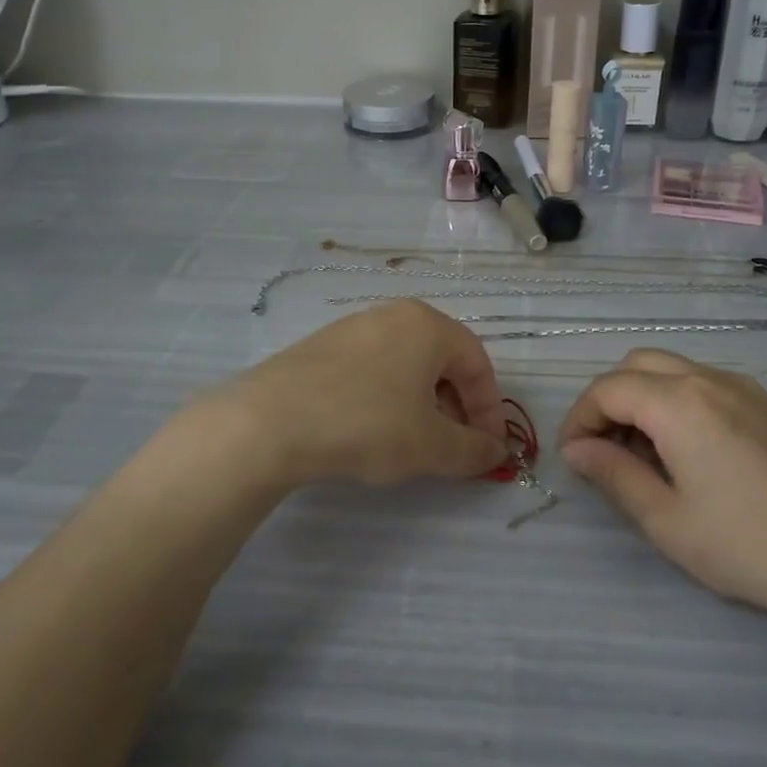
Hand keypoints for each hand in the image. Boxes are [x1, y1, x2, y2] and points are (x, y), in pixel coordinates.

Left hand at [210, 300, 509, 487]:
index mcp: (428, 325)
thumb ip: (473, 450)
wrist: (270, 422)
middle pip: (443, 362)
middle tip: (453, 448)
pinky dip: (387, 399)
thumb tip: (496, 451)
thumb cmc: (367, 424)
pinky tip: (372, 432)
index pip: (478, 364)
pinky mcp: (322, 347)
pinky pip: (373, 370)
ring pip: (406, 366)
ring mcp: (354, 327)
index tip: (489, 449)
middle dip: (456, 408)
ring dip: (423, 406)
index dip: (491, 410)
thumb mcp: (431, 446)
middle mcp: (394, 315)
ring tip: (414, 444)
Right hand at [558, 350, 766, 632]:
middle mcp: (709, 379)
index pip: (607, 389)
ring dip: (643, 399)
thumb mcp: (667, 520)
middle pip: (637, 365)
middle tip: (604, 451)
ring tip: (642, 456)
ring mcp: (744, 388)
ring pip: (672, 370)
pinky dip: (676, 403)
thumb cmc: (750, 546)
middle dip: (609, 400)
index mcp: (679, 402)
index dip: (579, 419)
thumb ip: (613, 475)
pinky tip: (686, 453)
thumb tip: (576, 450)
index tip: (573, 459)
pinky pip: (704, 385)